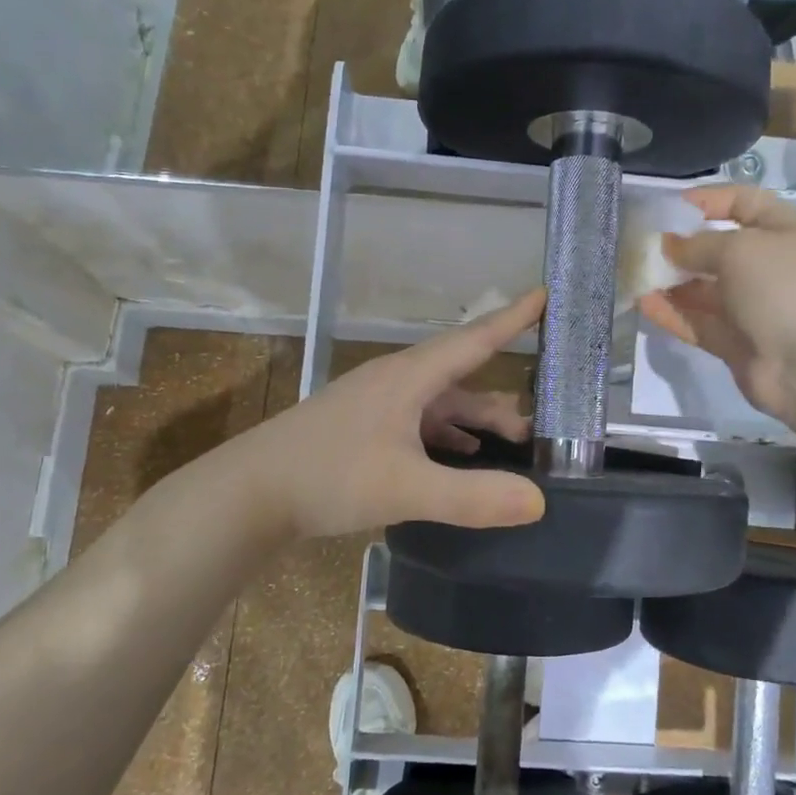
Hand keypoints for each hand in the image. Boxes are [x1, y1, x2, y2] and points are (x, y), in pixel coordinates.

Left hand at [242, 290, 548, 539]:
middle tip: (538, 428)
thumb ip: (473, 496)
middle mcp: (395, 383)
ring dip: (474, 422)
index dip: (514, 318)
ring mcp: (376, 406)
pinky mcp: (362, 430)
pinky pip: (419, 424)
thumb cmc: (328, 477)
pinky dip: (447, 437)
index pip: (474, 338)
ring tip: (509, 445)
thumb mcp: (406, 489)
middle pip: (461, 379)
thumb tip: (539, 500)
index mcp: (409, 378)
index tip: (547, 294)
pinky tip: (459, 457)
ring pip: (440, 405)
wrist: (248, 493)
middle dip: (500, 401)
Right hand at [640, 185, 795, 425]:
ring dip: (670, 281)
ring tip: (633, 274)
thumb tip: (668, 245)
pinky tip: (643, 304)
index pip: (743, 203)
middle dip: (679, 245)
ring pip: (702, 289)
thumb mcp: (740, 249)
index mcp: (784, 232)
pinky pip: (697, 322)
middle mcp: (768, 266)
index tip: (667, 207)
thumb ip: (698, 244)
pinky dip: (672, 313)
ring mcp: (751, 307)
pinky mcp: (734, 342)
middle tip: (639, 245)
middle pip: (717, 249)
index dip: (707, 200)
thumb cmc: (785, 289)